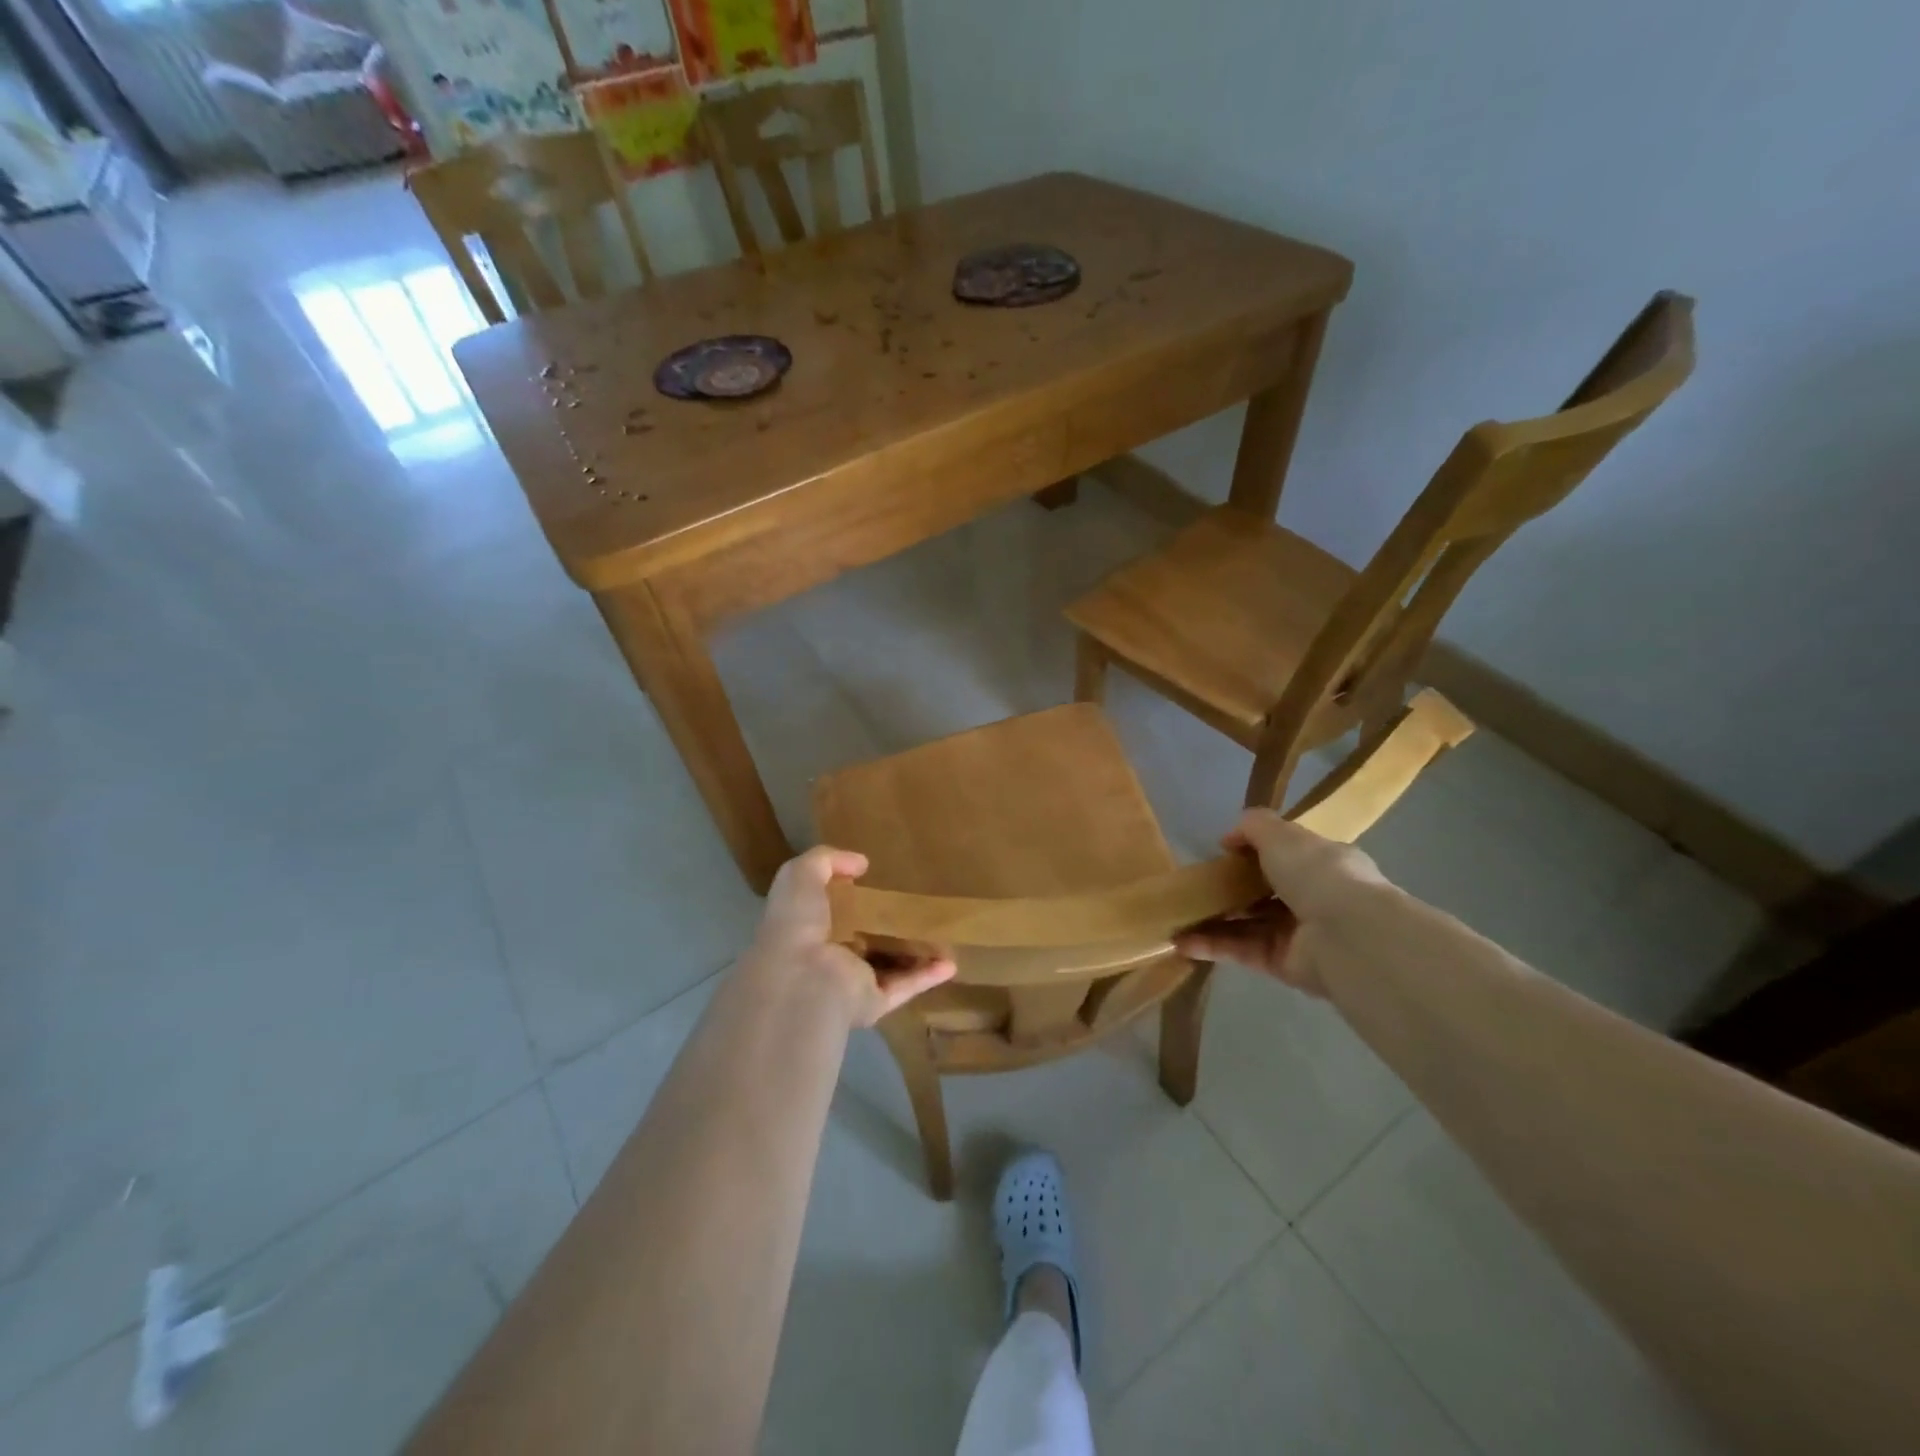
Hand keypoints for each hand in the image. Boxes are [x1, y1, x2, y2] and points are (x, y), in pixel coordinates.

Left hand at [745, 846, 955, 1027]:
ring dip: (911, 953)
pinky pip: (904, 986)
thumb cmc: (797, 924)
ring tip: (940, 934)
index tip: (873, 879)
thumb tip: (860, 864)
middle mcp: (827, 957)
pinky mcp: (874, 1001)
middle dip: (883, 926)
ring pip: (886, 965)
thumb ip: (826, 860)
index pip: (827, 912)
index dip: (847, 896)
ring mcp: (851, 982)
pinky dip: (927, 976)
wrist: (803, 980)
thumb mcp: (800, 875)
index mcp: (806, 929)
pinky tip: (950, 963)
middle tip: (912, 905)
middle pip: (861, 939)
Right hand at [1175, 809, 1385, 996]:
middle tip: (1194, 886)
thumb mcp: (1281, 834)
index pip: (1287, 855)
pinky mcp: (1283, 964)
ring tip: (1176, 917)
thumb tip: (1229, 837)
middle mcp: (1315, 899)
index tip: (1223, 852)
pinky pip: (1242, 951)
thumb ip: (1254, 827)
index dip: (1255, 852)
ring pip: (1248, 924)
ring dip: (1213, 920)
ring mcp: (1299, 934)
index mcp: (1323, 864)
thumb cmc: (1318, 873)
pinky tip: (1182, 941)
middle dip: (1230, 889)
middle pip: (1264, 892)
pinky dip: (1213, 946)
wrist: (1347, 937)